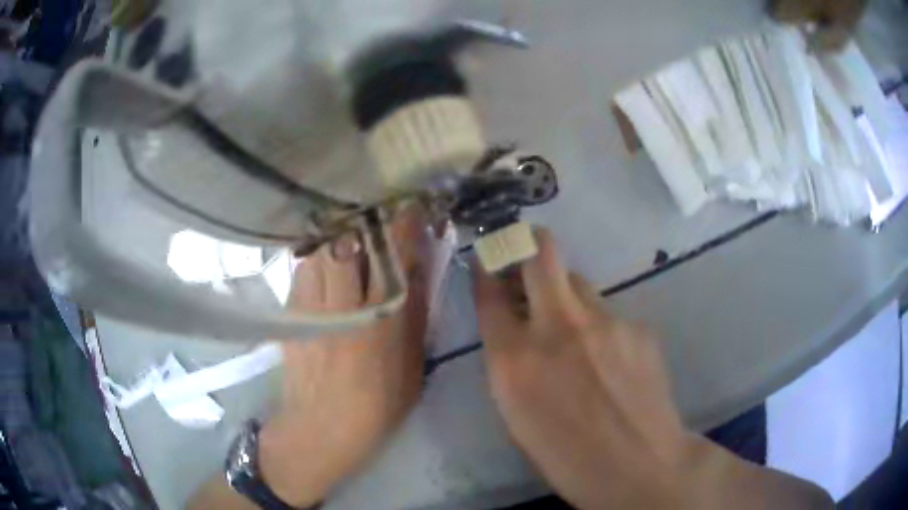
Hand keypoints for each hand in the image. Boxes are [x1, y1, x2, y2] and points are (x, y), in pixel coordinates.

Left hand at [258, 207, 431, 506]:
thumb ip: (415, 314)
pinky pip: (302, 271)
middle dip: (364, 220)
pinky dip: (316, 261)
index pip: (392, 257)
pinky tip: (324, 269)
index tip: (409, 205)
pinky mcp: (290, 315)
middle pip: (347, 242)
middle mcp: (343, 307)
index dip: (401, 225)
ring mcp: (310, 309)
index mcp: (381, 322)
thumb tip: (419, 269)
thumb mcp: (412, 366)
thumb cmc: (377, 405)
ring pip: (320, 252)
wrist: (321, 429)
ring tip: (348, 239)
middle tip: (375, 215)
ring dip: (337, 239)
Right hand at [474, 228, 832, 508]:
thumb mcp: (525, 415)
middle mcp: (568, 328)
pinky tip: (611, 347)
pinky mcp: (641, 332)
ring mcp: (612, 324)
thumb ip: (516, 359)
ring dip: (570, 283)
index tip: (486, 234)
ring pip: (583, 279)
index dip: (492, 255)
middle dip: (530, 237)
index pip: (501, 284)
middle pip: (546, 254)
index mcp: (527, 360)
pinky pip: (611, 307)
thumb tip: (518, 319)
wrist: (648, 475)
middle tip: (525, 235)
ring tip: (573, 310)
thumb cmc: (573, 460)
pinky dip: (601, 315)